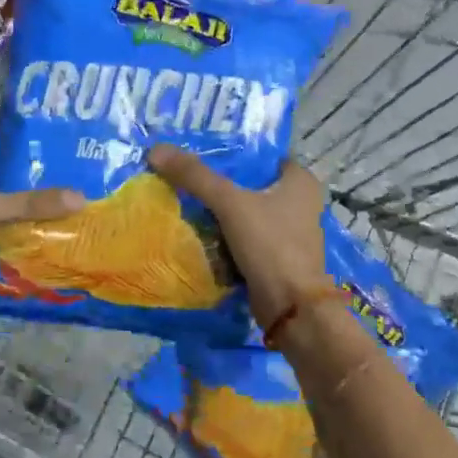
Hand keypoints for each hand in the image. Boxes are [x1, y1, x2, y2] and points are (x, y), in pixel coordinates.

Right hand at [148, 146, 329, 327]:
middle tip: (184, 175)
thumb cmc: (271, 245)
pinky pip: (244, 237)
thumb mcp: (230, 203)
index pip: (261, 155)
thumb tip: (157, 150)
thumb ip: (195, 176)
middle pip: (250, 184)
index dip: (232, 152)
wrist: (291, 307)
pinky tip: (198, 231)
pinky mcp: (276, 256)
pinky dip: (225, 235)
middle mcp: (300, 202)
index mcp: (300, 181)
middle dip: (220, 182)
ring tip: (184, 199)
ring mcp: (288, 232)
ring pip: (246, 211)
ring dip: (220, 210)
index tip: (199, 151)